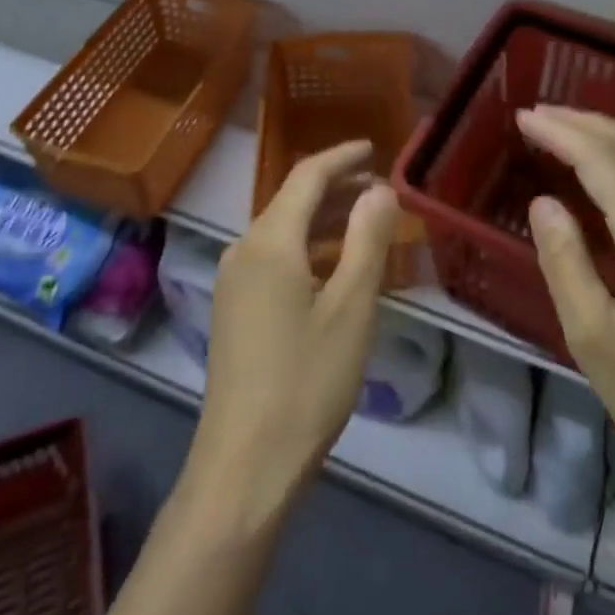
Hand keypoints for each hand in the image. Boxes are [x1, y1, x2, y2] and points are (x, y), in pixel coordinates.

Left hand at [184, 140, 399, 523]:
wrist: (243, 466)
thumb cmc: (306, 382)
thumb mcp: (351, 308)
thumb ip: (367, 240)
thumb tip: (380, 189)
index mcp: (269, 240)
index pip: (307, 175)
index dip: (342, 157)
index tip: (374, 148)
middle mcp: (243, 249)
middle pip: (292, 200)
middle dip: (337, 188)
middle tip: (381, 190)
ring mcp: (233, 280)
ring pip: (283, 230)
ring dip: (324, 220)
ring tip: (366, 223)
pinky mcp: (232, 308)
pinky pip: (274, 257)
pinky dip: (307, 248)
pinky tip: (333, 268)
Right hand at [518, 105, 614, 512]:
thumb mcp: (594, 342)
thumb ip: (565, 263)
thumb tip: (544, 202)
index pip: (603, 163)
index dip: (561, 133)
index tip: (523, 117)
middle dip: (582, 122)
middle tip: (537, 114)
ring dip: (607, 136)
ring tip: (565, 129)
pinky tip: (609, 172)